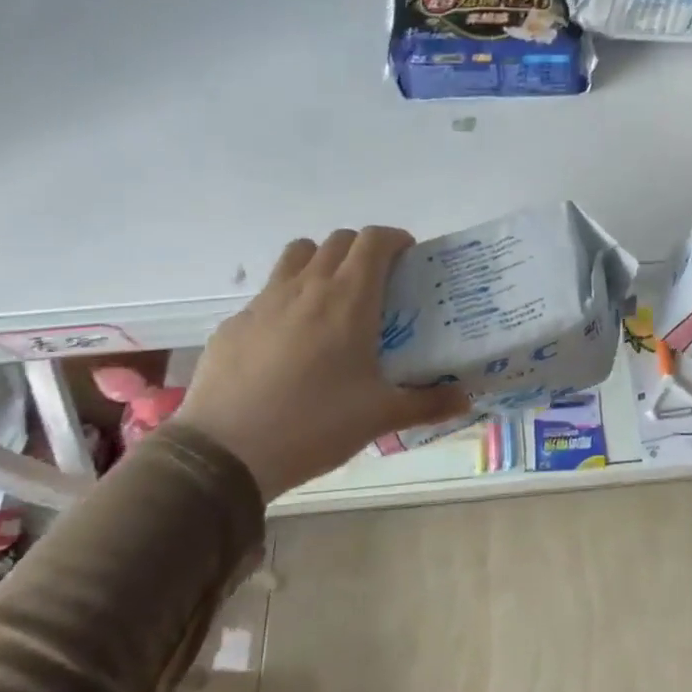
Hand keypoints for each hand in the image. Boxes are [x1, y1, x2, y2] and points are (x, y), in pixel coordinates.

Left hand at [177, 228, 470, 502]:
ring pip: (297, 255)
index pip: (374, 240)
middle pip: (337, 240)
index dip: (395, 239)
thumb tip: (466, 400)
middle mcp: (307, 287)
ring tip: (332, 298)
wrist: (225, 452)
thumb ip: (428, 403)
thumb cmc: (315, 424)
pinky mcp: (234, 323)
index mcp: (349, 299)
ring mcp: (265, 302)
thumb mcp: (380, 416)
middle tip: (377, 282)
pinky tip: (289, 343)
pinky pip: (268, 294)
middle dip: (362, 249)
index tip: (408, 257)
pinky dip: (287, 300)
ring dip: (321, 261)